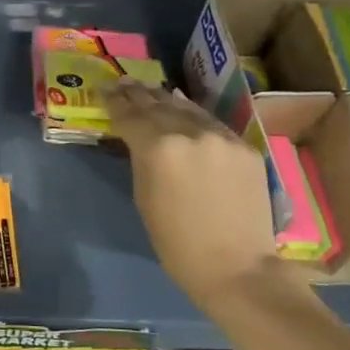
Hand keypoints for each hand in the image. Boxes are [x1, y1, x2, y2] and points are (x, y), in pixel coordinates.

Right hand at [105, 78, 279, 307]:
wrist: (236, 266)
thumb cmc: (177, 243)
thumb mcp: (144, 198)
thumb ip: (141, 160)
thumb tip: (139, 139)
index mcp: (159, 148)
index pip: (130, 116)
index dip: (115, 103)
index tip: (104, 90)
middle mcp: (191, 133)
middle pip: (158, 106)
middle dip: (138, 94)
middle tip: (123, 83)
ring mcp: (222, 137)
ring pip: (188, 109)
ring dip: (166, 99)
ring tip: (150, 90)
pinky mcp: (245, 146)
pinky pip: (212, 124)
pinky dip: (194, 114)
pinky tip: (184, 107)